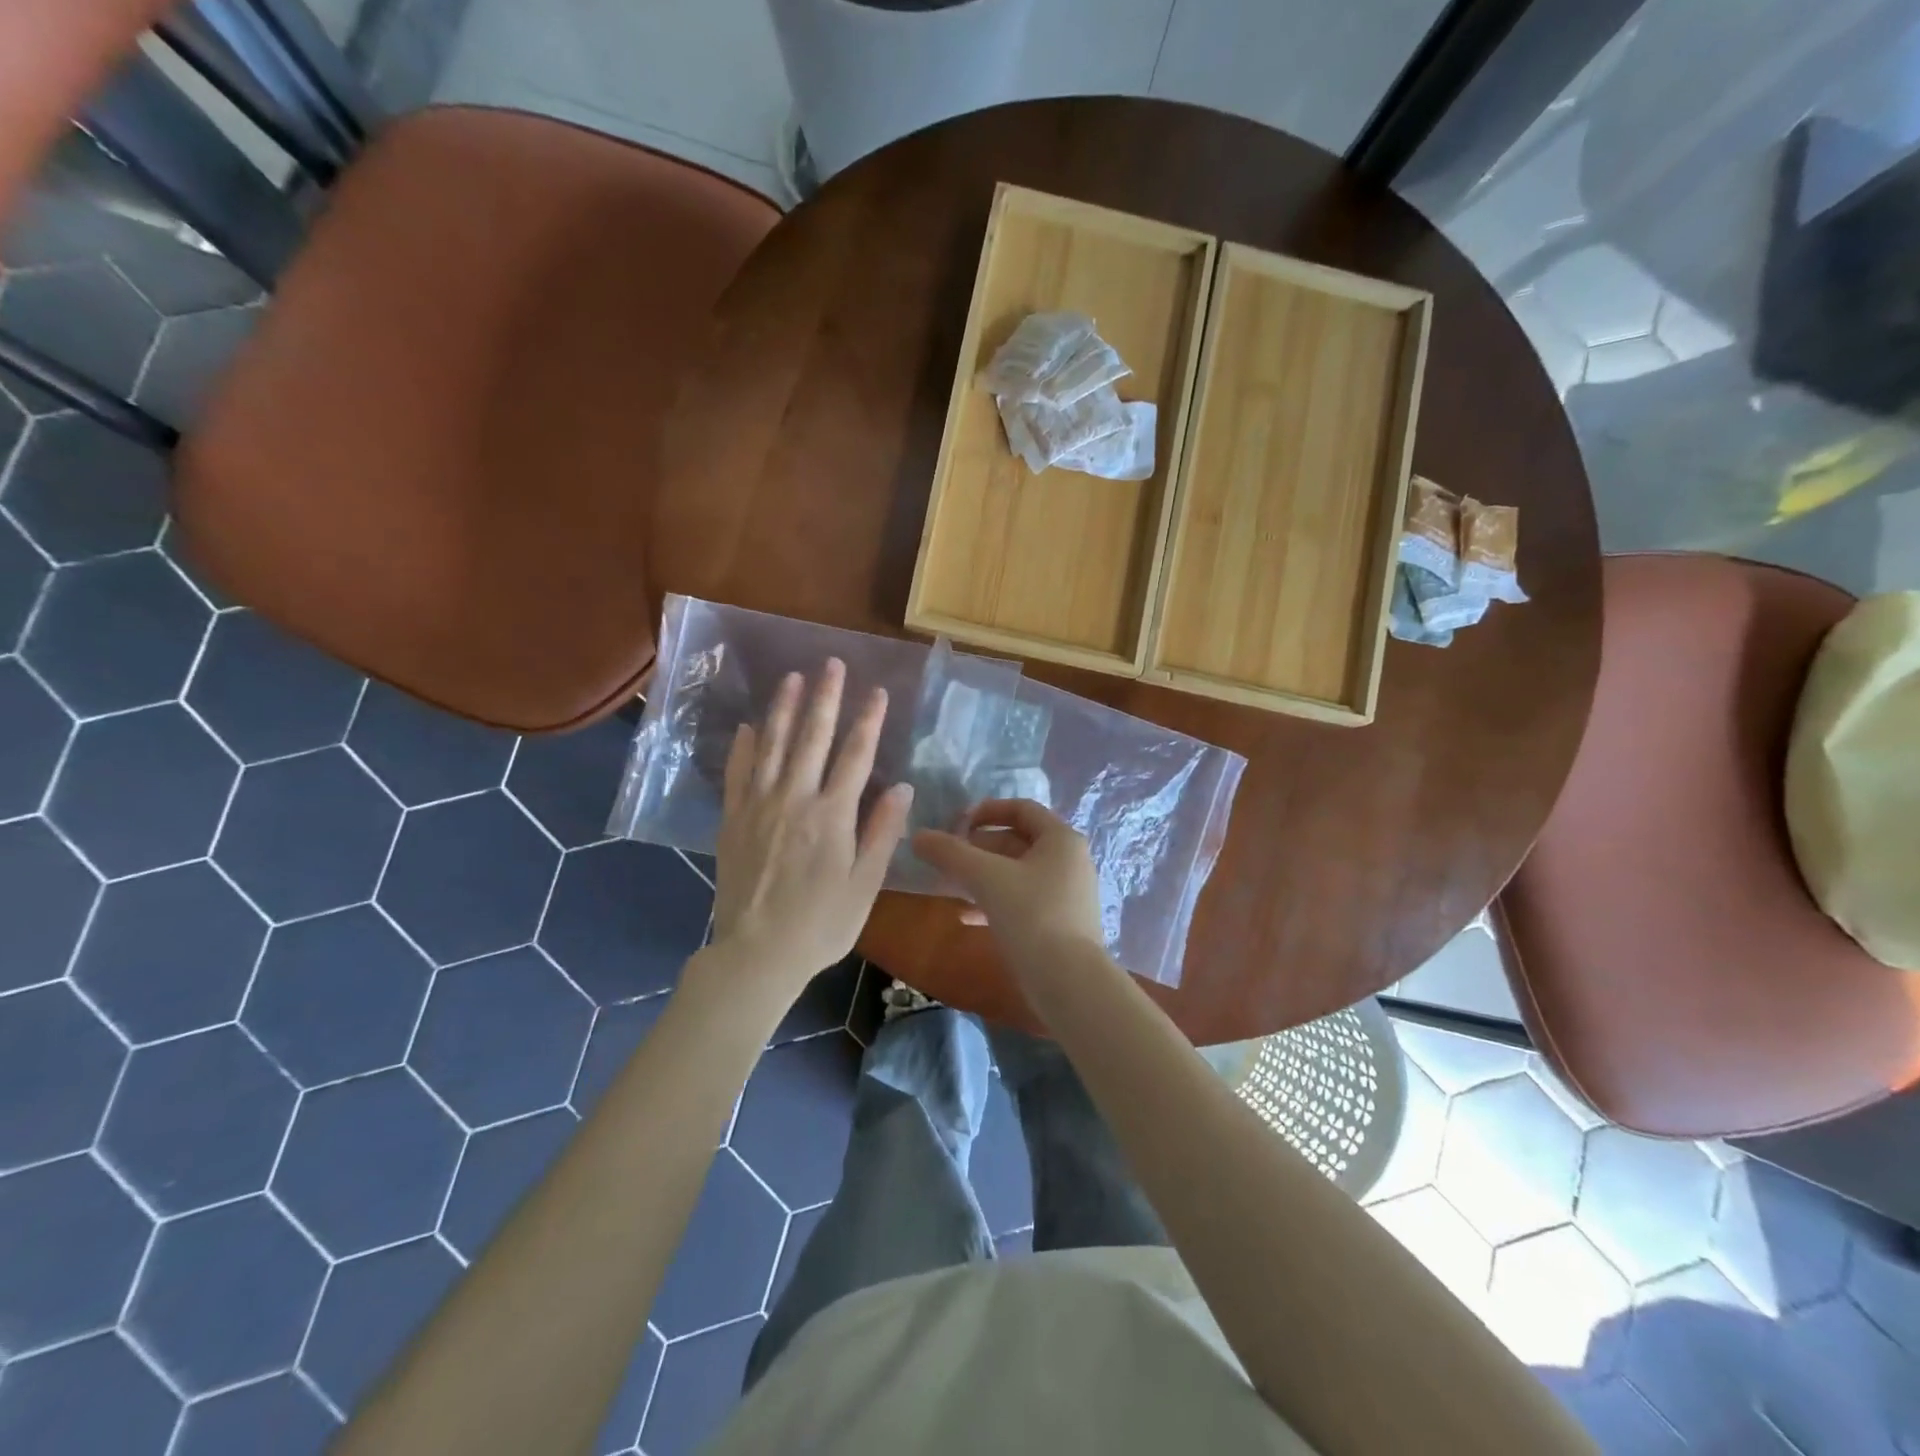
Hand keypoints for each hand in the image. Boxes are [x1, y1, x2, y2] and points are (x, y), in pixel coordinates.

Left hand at [707, 660, 912, 992]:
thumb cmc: (821, 924)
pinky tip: (750, 726)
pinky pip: (738, 773)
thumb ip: (882, 832)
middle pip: (812, 738)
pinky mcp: (733, 820)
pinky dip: (745, 747)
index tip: (877, 691)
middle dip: (825, 698)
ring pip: (773, 746)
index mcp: (832, 815)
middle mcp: (795, 799)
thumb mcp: (864, 884)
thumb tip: (902, 787)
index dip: (868, 720)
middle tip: (831, 664)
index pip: (856, 755)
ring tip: (792, 677)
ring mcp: (759, 806)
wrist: (757, 953)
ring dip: (784, 708)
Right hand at [911, 799, 1104, 968]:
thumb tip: (918, 836)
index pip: (1022, 809)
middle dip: (979, 847)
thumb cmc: (1032, 916)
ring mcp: (1067, 894)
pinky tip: (966, 917)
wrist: (1069, 983)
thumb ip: (951, 853)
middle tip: (947, 857)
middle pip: (1018, 841)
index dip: (987, 810)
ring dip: (983, 876)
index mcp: (1061, 839)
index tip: (956, 822)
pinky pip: (1023, 901)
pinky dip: (995, 902)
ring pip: (1017, 873)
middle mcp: (1069, 861)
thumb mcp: (985, 878)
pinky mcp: (1060, 924)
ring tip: (949, 885)